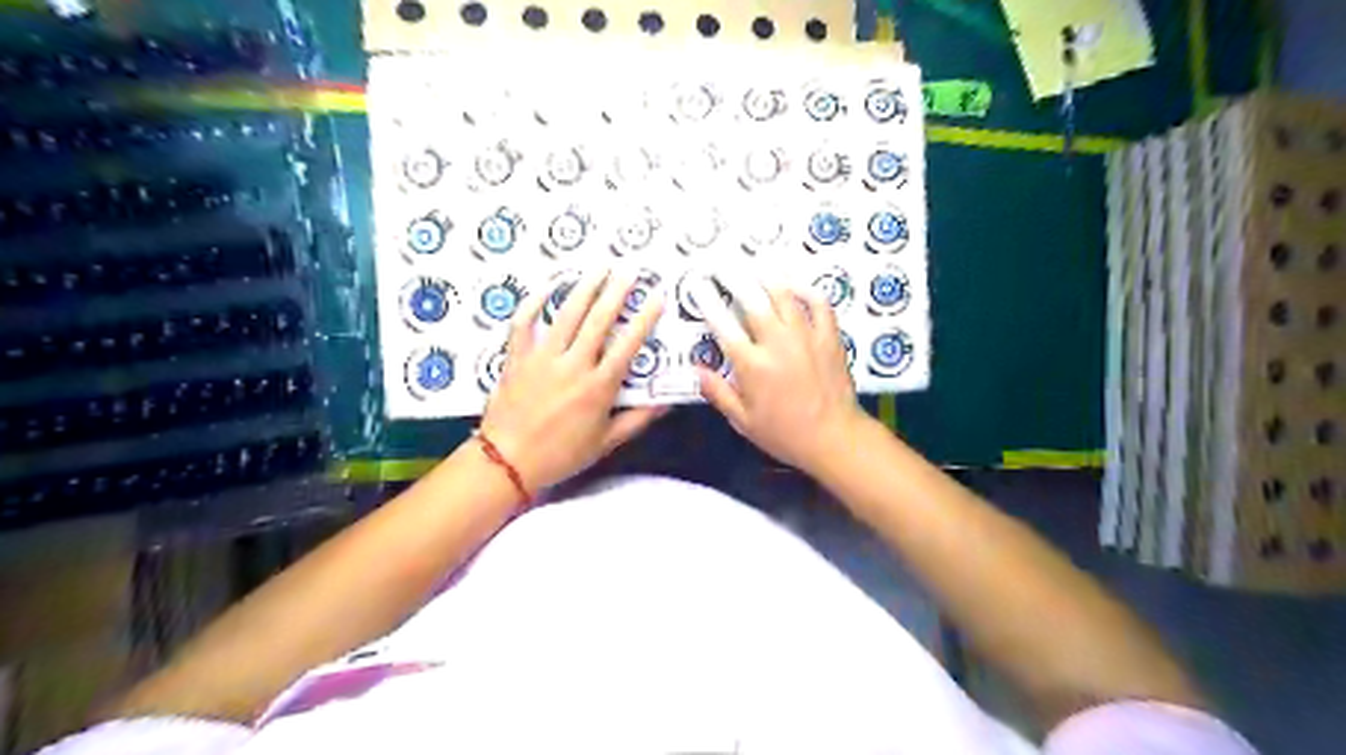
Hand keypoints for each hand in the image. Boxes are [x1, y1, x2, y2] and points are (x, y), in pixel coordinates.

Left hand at [481, 268, 670, 489]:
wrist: (508, 461)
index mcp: (598, 387)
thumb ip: (638, 419)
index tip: (656, 298)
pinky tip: (547, 286)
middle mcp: (573, 365)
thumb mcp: (606, 442)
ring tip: (599, 267)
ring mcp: (542, 358)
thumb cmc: (561, 454)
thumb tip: (667, 402)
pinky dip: (534, 302)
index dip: (644, 320)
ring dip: (584, 288)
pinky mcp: (517, 357)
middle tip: (629, 269)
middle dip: (617, 292)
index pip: (627, 346)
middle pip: (598, 321)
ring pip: (566, 315)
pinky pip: (523, 323)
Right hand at [693, 273, 873, 477]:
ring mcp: (806, 336)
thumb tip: (696, 370)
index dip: (707, 301)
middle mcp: (777, 343)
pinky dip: (806, 289)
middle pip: (752, 299)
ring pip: (785, 295)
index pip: (723, 324)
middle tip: (721, 264)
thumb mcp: (743, 421)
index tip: (697, 285)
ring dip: (767, 275)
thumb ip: (718, 393)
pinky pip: (819, 304)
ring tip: (755, 263)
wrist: (834, 438)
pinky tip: (795, 283)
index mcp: (752, 365)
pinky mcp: (829, 337)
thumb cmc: (784, 434)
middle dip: (733, 277)